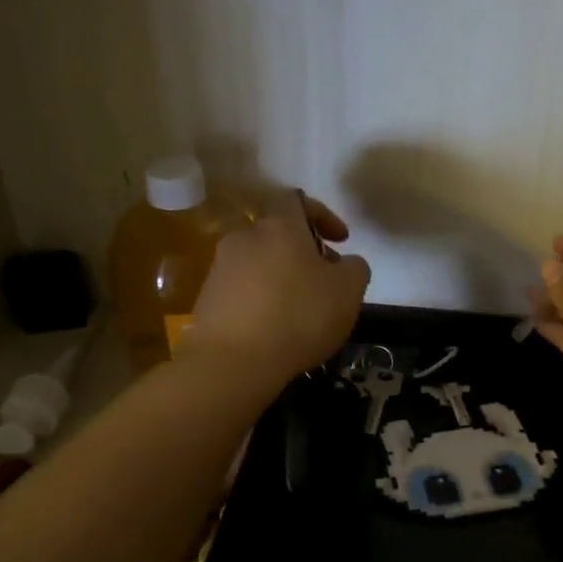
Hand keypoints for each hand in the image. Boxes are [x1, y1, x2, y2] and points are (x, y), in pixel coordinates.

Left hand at [185, 190, 370, 388]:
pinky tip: (274, 327)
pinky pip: (242, 289)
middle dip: (303, 252)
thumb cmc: (299, 316)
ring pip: (259, 262)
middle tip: (324, 280)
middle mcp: (245, 237)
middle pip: (278, 234)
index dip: (323, 215)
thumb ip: (355, 268)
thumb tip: (346, 264)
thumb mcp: (349, 291)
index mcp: (280, 226)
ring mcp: (220, 268)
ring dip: (281, 277)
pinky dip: (261, 299)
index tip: (341, 241)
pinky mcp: (207, 298)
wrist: (233, 361)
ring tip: (300, 309)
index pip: (298, 200)